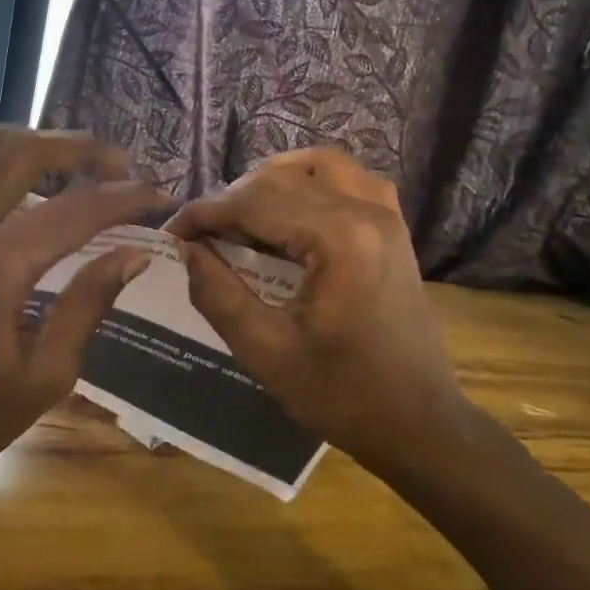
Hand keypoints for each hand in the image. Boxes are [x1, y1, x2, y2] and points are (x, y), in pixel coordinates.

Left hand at [0, 119, 164, 500]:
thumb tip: (133, 254)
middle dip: (79, 150)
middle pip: (21, 156)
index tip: (155, 195)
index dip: (124, 197)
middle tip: (114, 163)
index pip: (75, 210)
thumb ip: (88, 306)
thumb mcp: (44, 379)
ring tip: (48, 150)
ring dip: (12, 137)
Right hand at [167, 148, 468, 474]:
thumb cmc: (341, 395)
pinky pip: (348, 179)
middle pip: (282, 178)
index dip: (205, 213)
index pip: (255, 202)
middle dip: (232, 200)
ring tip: (240, 217)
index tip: (171, 233)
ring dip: (271, 182)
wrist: (418, 423)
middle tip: (199, 235)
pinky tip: (289, 209)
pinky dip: (311, 181)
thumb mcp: (265, 351)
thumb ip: (218, 292)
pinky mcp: (394, 226)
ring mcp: (387, 214)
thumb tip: (185, 248)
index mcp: (338, 238)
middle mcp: (366, 210)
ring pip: (316, 166)